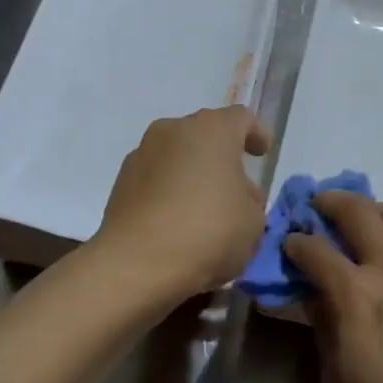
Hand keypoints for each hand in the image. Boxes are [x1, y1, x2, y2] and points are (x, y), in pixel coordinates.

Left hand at [96, 106, 271, 301]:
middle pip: (205, 134)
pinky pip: (155, 178)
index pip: (241, 118)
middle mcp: (173, 130)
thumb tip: (236, 195)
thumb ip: (251, 200)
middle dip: (221, 157)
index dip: (255, 133)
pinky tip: (176, 222)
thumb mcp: (254, 222)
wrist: (136, 264)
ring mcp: (142, 153)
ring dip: (191, 173)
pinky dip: (168, 191)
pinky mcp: (120, 182)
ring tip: (203, 209)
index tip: (262, 153)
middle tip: (235, 189)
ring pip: (177, 155)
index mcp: (212, 129)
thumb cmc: (207, 232)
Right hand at [284, 191, 382, 382]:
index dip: (294, 242)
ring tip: (356, 222)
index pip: (314, 249)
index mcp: (354, 294)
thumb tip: (315, 297)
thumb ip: (323, 329)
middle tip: (316, 207)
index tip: (286, 243)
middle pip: (357, 210)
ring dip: (368, 209)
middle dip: (329, 202)